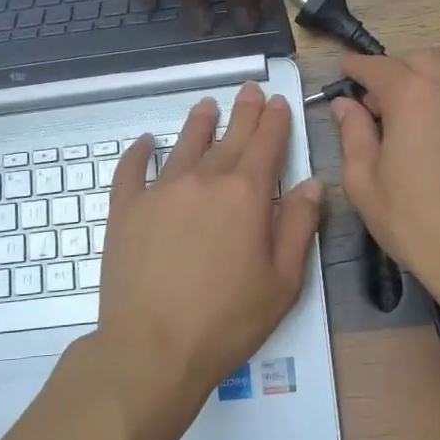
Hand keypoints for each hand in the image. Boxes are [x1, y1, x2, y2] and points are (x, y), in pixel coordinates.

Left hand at [96, 83, 323, 414]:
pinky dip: (138, 153)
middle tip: (250, 91)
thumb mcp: (283, 280)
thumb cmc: (227, 320)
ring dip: (199, 123)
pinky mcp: (126, 210)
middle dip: (244, 112)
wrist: (152, 348)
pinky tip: (143, 143)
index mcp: (246, 195)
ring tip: (207, 106)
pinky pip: (131, 170)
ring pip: (184, 145)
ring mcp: (160, 192)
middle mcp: (204, 181)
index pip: (267, 145)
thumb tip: (312, 184)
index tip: (279, 102)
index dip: (275, 121)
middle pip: (229, 138)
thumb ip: (300, 226)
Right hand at [332, 52, 439, 312]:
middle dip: (392, 75)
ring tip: (407, 121)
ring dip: (421, 85)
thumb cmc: (413, 220)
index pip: (378, 67)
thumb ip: (352, 132)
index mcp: (413, 96)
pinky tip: (437, 134)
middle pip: (416, 62)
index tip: (344, 72)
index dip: (357, 68)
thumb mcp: (364, 180)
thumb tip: (346, 104)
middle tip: (374, 107)